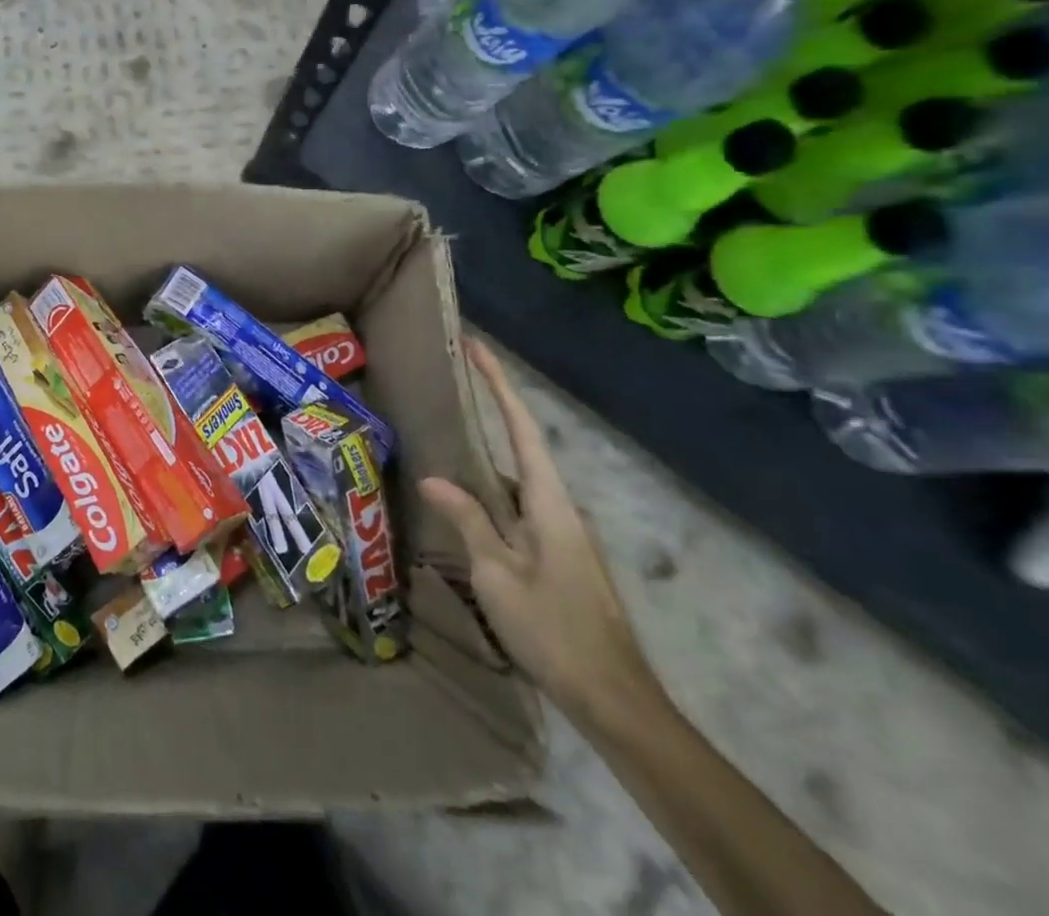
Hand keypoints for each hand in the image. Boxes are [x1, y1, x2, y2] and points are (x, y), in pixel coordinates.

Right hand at [419, 339, 662, 732]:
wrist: (614, 700)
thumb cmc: (553, 629)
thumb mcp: (497, 573)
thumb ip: (468, 520)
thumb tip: (434, 478)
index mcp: (550, 503)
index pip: (522, 428)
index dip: (500, 385)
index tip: (478, 348)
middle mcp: (560, 509)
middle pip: (521, 450)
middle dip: (490, 416)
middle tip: (449, 392)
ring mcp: (563, 536)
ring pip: (517, 486)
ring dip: (484, 465)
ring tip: (443, 449)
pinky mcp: (560, 559)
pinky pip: (519, 512)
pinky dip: (490, 499)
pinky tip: (464, 512)